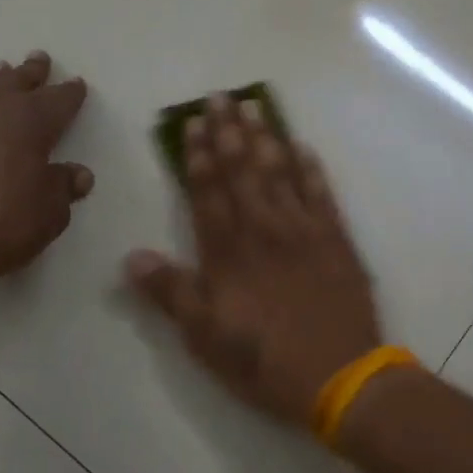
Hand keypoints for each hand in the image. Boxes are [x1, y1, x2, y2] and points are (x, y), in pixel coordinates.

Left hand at [0, 51, 90, 316]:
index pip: (59, 99)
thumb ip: (63, 187)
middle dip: (32, 72)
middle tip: (39, 61)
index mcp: (29, 120)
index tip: (77, 86)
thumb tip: (77, 173)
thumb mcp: (49, 214)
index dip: (70, 93)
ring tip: (3, 72)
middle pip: (17, 80)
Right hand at [125, 93, 381, 428]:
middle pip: (243, 171)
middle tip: (222, 97)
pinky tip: (303, 147)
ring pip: (280, 173)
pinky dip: (311, 169)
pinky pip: (322, 194)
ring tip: (255, 107)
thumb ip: (171, 293)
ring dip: (266, 138)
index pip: (208, 192)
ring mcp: (304, 231)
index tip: (194, 123)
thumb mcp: (205, 337)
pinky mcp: (337, 240)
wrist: (340, 376)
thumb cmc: (265, 361)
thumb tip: (133, 256)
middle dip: (229, 132)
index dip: (199, 156)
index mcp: (228, 252)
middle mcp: (264, 230)